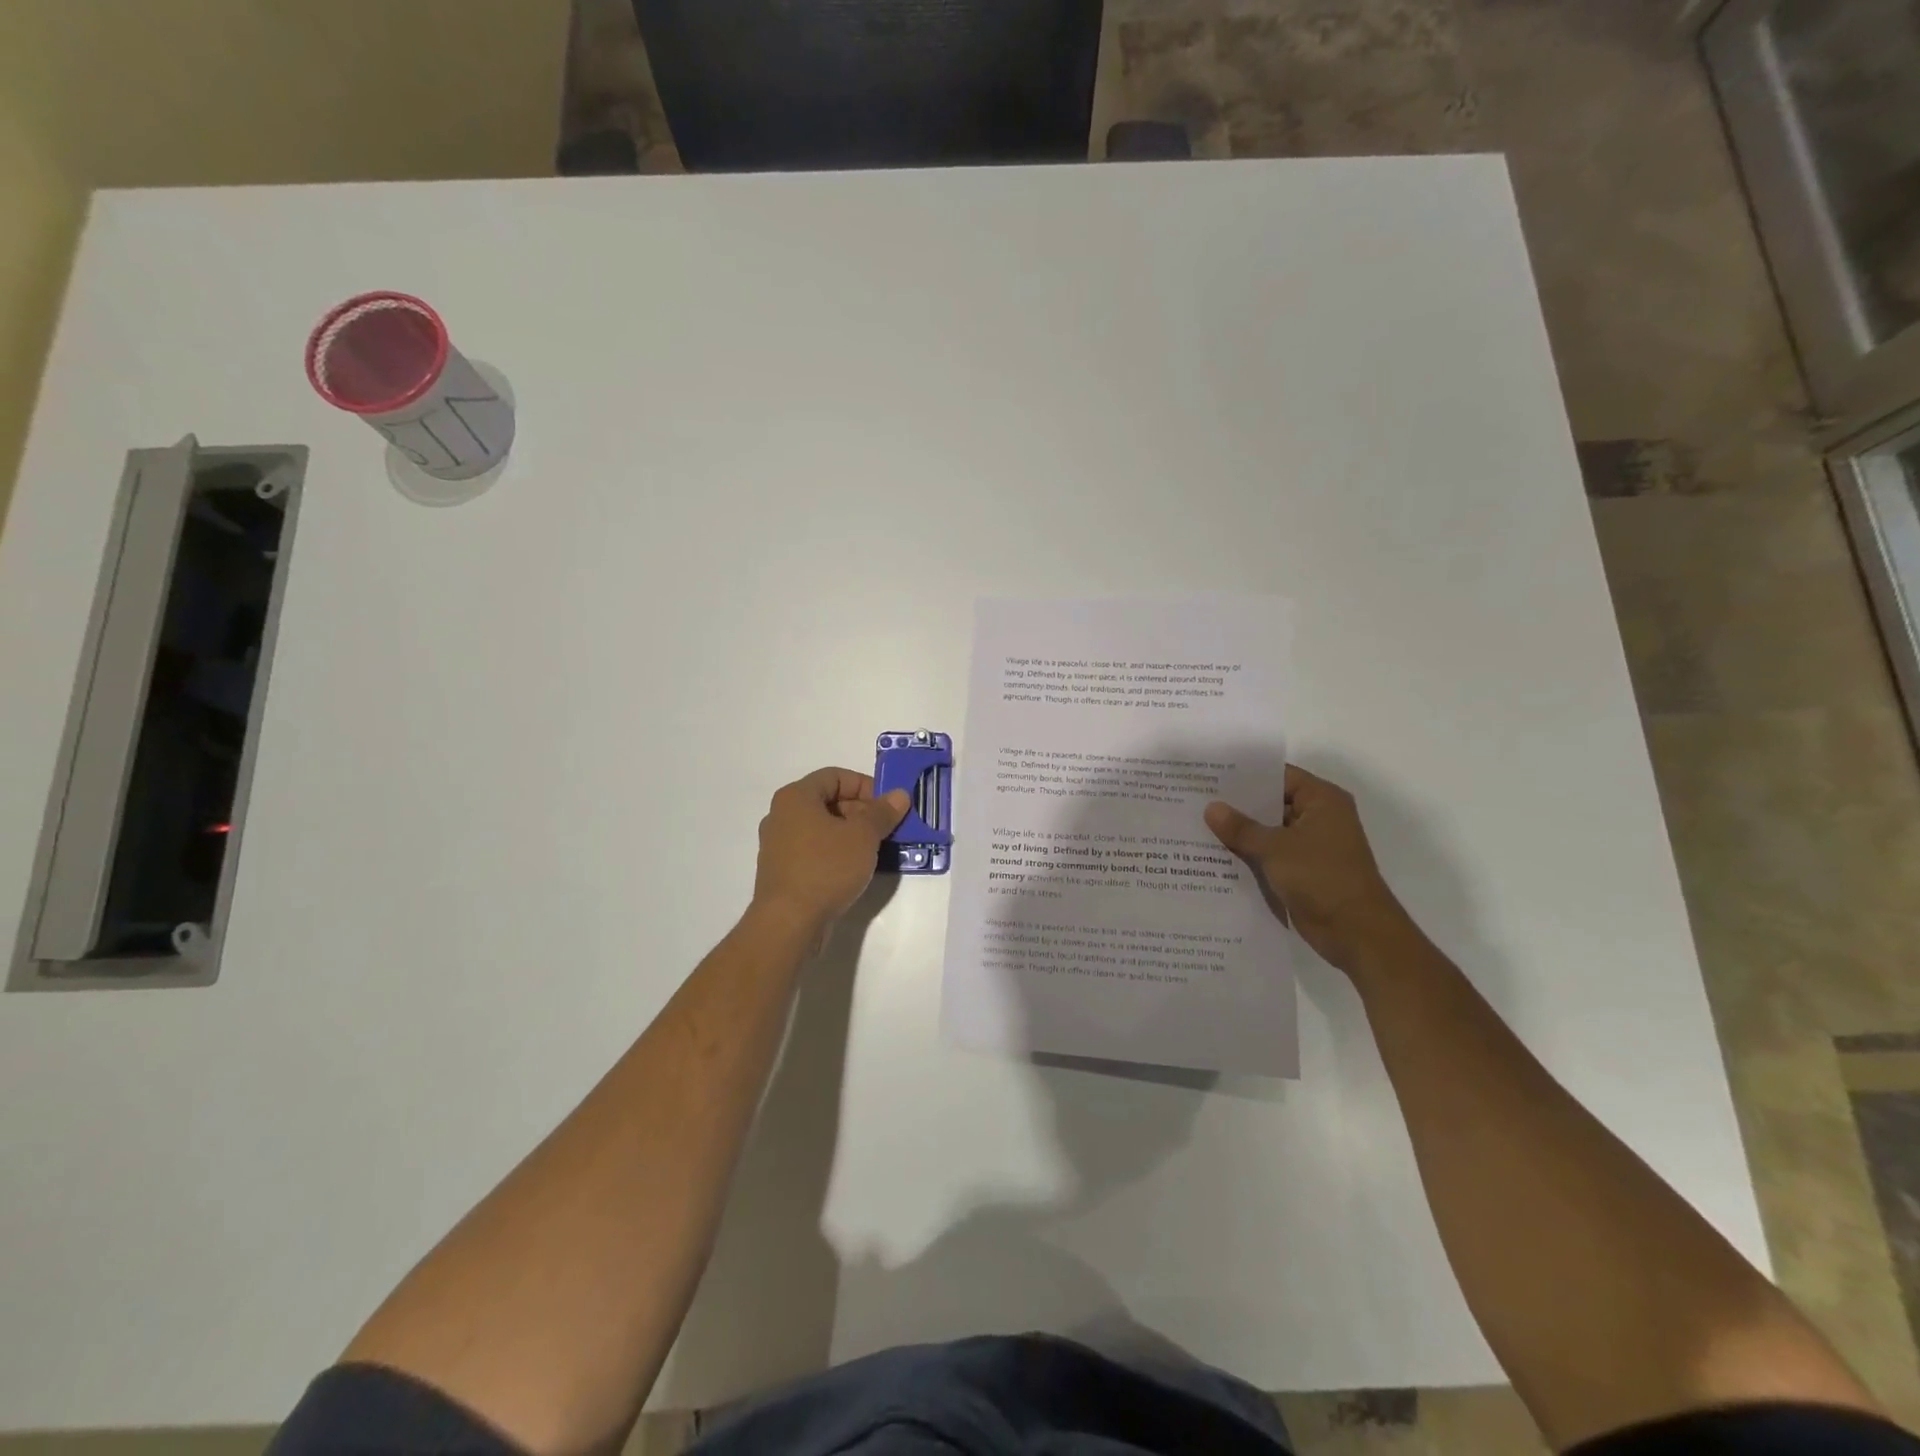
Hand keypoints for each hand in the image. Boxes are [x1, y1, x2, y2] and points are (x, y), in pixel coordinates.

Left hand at [751, 767, 910, 936]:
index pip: (835, 776)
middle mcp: (782, 815)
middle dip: (862, 812)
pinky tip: (855, 870)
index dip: (865, 786)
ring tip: (876, 850)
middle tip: (887, 829)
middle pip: (828, 801)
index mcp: (796, 797)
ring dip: (851, 834)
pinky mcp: (782, 871)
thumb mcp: (863, 836)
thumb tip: (900, 795)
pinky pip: (814, 851)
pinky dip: (836, 853)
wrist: (788, 923)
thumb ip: (882, 812)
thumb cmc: (825, 868)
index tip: (888, 806)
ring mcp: (779, 845)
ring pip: (822, 828)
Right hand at [1204, 764, 1420, 976]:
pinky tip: (1214, 854)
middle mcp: (1318, 817)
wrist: (1356, 933)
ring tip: (1196, 824)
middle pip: (1271, 802)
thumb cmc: (1321, 878)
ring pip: (1268, 831)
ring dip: (1240, 832)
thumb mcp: (1275, 848)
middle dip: (1237, 804)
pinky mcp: (1303, 871)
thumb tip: (1211, 808)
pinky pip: (1270, 855)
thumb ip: (1241, 827)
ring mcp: (1311, 846)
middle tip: (1195, 799)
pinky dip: (1249, 854)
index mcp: (1322, 800)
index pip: (1278, 775)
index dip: (1245, 775)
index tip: (1208, 775)